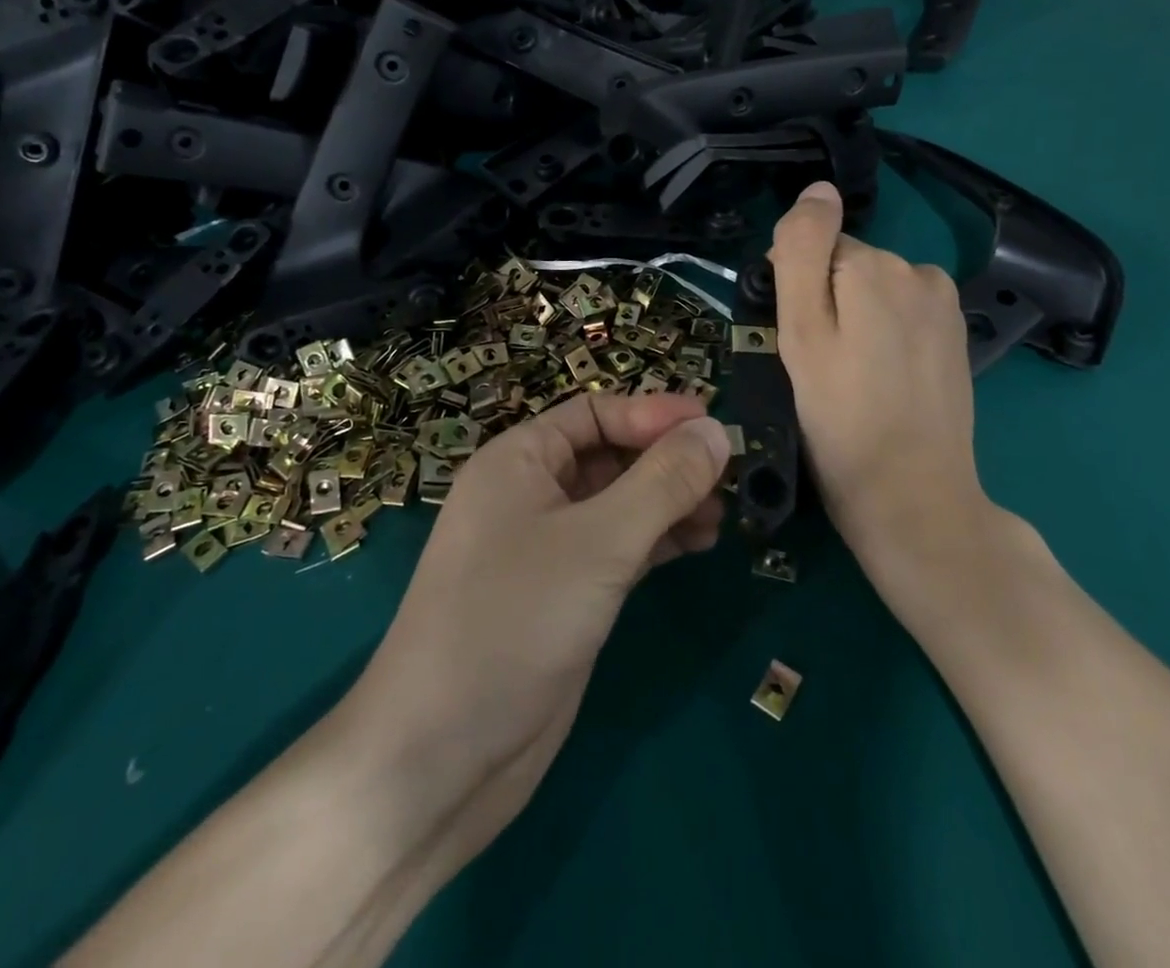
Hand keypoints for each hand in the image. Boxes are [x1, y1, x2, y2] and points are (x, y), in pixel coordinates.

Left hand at [353, 391, 729, 874]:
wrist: (440, 758)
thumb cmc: (514, 620)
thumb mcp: (599, 541)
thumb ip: (663, 482)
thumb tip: (715, 430)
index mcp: (519, 460)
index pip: (595, 412)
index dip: (653, 413)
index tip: (714, 425)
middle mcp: (530, 494)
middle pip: (609, 455)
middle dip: (666, 460)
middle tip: (729, 472)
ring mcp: (546, 548)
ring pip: (618, 504)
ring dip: (668, 502)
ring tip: (722, 512)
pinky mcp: (564, 595)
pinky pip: (619, 547)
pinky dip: (657, 541)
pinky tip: (699, 543)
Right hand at [769, 181, 992, 614]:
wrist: (913, 498)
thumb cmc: (840, 419)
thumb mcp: (801, 333)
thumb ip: (803, 252)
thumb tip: (818, 189)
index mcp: (876, 266)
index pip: (814, 250)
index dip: (795, 294)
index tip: (795, 345)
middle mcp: (919, 272)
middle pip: (846, 268)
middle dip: (828, 305)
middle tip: (821, 369)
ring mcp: (944, 306)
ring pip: (873, 292)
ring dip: (856, 322)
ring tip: (852, 380)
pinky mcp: (955, 337)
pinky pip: (902, 315)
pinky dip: (885, 337)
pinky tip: (883, 382)